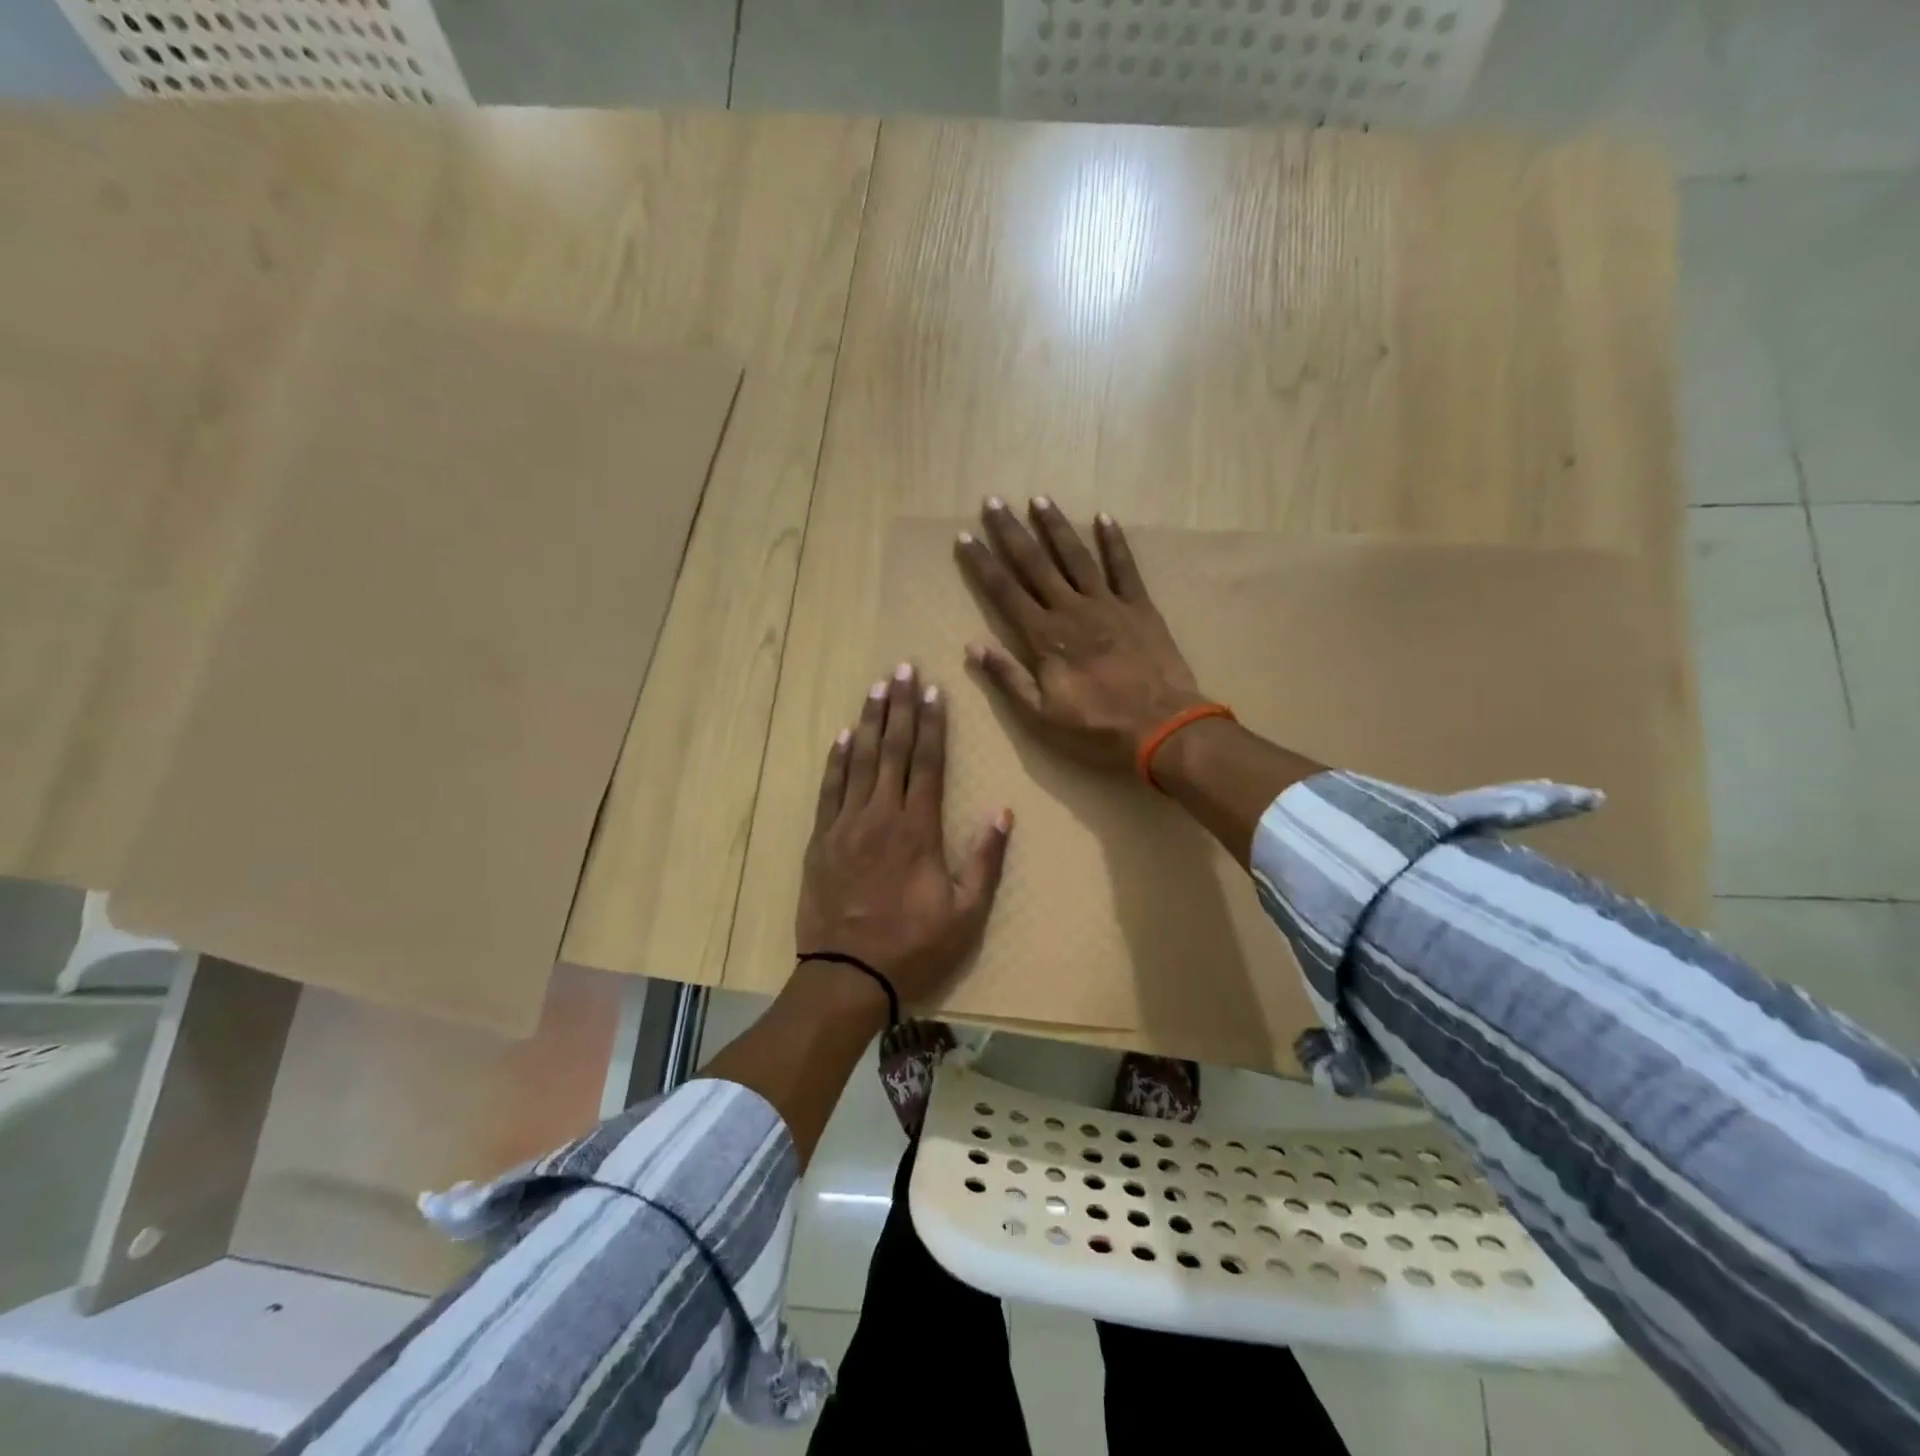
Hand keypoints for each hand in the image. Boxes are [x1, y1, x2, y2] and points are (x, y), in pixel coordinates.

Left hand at [796, 664, 1012, 1011]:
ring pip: (859, 761)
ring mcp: (846, 825)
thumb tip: (1004, 812)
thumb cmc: (913, 944)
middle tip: (903, 669)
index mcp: (918, 829)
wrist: (847, 974)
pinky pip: (829, 790)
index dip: (932, 724)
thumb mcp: (966, 913)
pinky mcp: (821, 840)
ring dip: (869, 721)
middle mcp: (881, 815)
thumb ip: (985, 860)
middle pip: (892, 750)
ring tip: (876, 687)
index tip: (934, 691)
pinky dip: (836, 760)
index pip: (927, 763)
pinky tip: (842, 736)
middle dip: (900, 706)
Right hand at [955, 497, 1205, 772]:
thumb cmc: (1097, 727)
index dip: (983, 564)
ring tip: (1039, 499)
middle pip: (1035, 564)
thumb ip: (1008, 678)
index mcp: (1045, 637)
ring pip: (1076, 557)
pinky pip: (1125, 568)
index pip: (1005, 592)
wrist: (1162, 727)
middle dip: (1012, 532)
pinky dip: (1114, 542)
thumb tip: (973, 646)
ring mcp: (1109, 604)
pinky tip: (1104, 518)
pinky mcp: (1140, 608)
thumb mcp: (1042, 715)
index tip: (965, 536)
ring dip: (1056, 527)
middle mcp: (1072, 610)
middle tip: (994, 501)